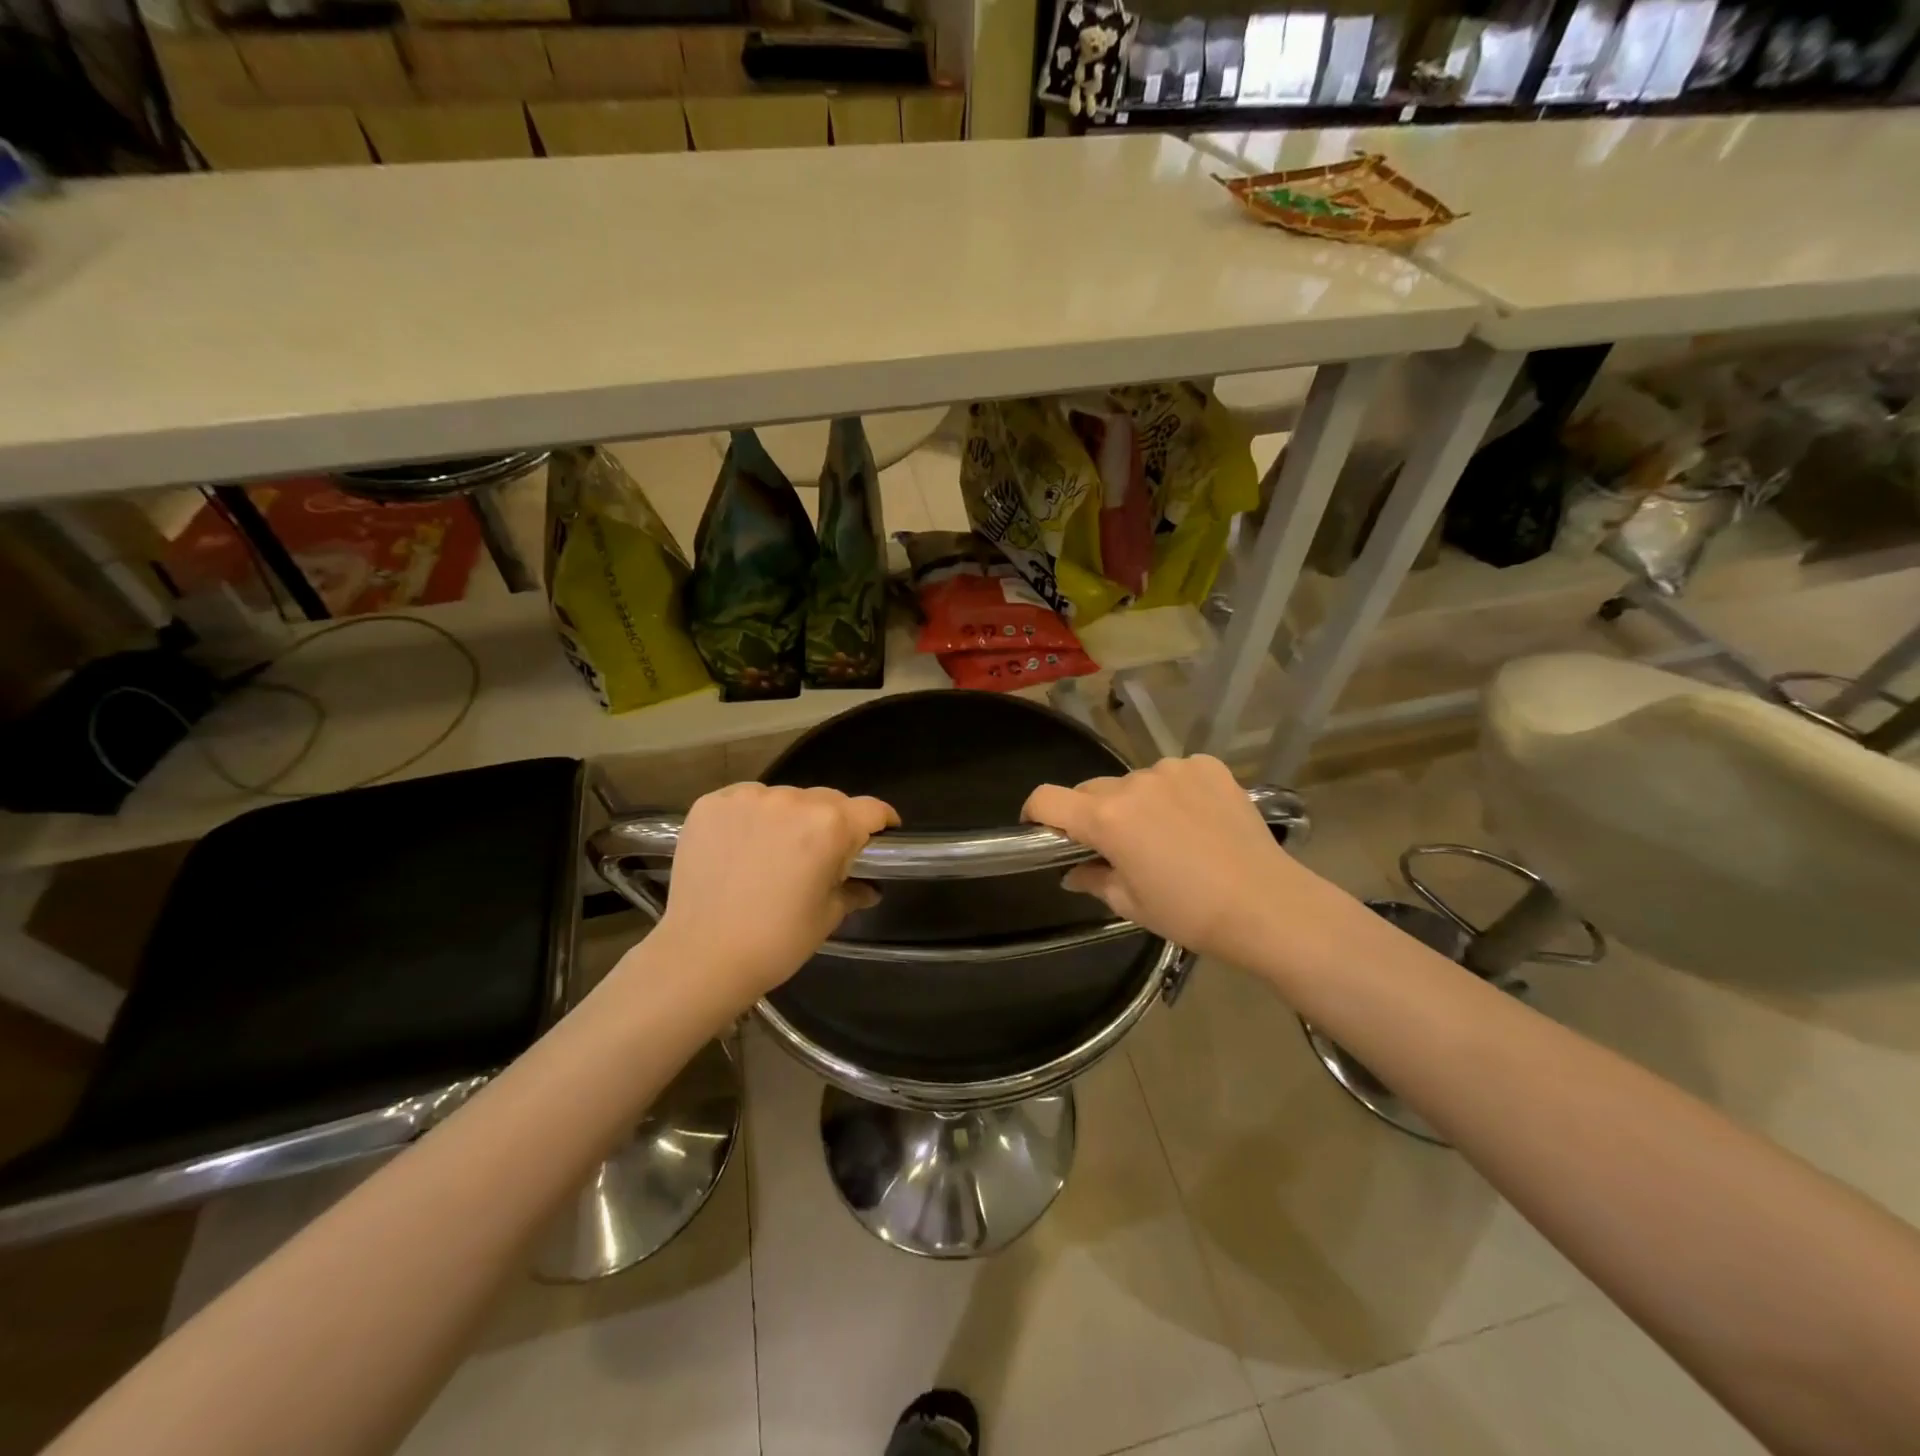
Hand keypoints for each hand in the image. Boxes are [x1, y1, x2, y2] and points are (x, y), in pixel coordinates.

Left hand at [650, 783, 898, 1006]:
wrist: (701, 957)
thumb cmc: (776, 941)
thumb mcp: (826, 916)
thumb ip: (852, 890)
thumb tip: (868, 887)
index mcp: (829, 826)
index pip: (871, 809)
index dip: (882, 821)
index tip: (882, 834)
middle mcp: (791, 800)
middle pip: (827, 800)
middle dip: (834, 822)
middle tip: (822, 854)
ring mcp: (747, 798)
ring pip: (785, 798)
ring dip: (790, 818)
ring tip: (775, 852)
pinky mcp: (711, 804)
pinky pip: (745, 801)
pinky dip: (751, 817)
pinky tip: (742, 846)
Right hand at [1024, 755, 1314, 965]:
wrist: (1268, 906)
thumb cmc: (1190, 913)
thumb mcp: (1131, 904)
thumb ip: (1093, 879)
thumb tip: (1073, 872)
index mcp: (1107, 817)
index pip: (1047, 798)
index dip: (1036, 813)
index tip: (1043, 831)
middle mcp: (1134, 782)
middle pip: (1092, 790)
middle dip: (1093, 815)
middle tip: (1116, 847)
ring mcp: (1174, 769)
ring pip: (1135, 782)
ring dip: (1137, 803)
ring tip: (1167, 836)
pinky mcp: (1208, 767)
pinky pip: (1174, 775)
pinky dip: (1174, 793)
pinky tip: (1197, 821)